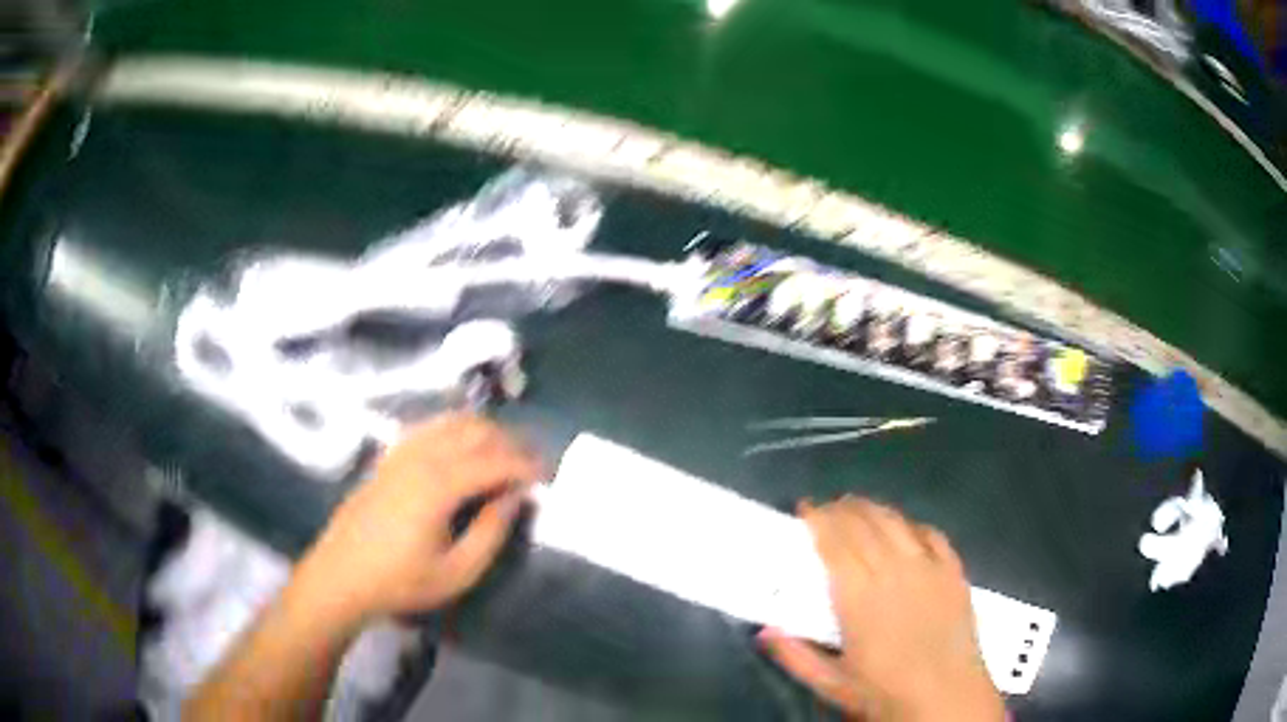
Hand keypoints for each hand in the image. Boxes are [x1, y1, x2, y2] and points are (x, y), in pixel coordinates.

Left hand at [295, 413, 543, 625]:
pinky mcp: (389, 456)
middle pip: (476, 431)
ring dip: (486, 432)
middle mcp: (421, 456)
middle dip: (511, 442)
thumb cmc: (401, 582)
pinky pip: (430, 427)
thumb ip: (491, 532)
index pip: (495, 460)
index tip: (550, 478)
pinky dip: (457, 431)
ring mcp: (401, 452)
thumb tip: (515, 497)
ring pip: (453, 422)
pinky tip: (465, 451)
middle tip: (533, 466)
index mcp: (439, 484)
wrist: (341, 576)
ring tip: (506, 456)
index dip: (527, 466)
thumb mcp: (457, 572)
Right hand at [760, 497, 1003, 721]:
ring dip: (873, 509)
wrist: (946, 696)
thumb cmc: (885, 693)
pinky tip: (905, 528)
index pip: (834, 542)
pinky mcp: (953, 571)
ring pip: (896, 522)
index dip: (817, 519)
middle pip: (864, 523)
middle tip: (825, 508)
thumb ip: (796, 656)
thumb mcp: (832, 683)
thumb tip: (764, 631)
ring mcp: (929, 567)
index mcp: (860, 596)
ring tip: (858, 508)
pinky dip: (913, 525)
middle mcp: (894, 570)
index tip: (804, 508)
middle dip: (841, 509)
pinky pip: (932, 534)